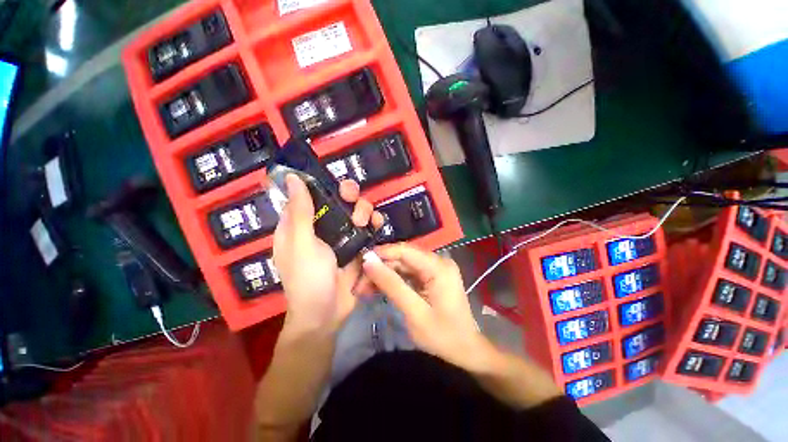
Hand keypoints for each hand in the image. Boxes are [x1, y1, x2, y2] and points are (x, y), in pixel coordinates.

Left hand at [272, 174, 383, 332]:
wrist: (327, 313)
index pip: (310, 194)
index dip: (322, 184)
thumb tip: (291, 177)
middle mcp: (321, 226)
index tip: (334, 183)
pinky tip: (378, 225)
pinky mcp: (357, 245)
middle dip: (349, 196)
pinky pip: (368, 228)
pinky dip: (374, 223)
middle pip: (338, 199)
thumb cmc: (307, 279)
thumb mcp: (301, 244)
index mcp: (300, 224)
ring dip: (364, 209)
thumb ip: (300, 211)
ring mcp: (341, 236)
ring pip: (356, 211)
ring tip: (365, 221)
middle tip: (352, 200)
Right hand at [362, 244, 495, 372]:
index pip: (405, 250)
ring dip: (384, 275)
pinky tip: (378, 288)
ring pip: (403, 264)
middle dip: (380, 267)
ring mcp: (435, 268)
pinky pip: (408, 273)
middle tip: (359, 283)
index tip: (360, 262)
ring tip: (364, 288)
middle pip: (403, 257)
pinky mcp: (432, 276)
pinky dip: (393, 280)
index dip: (381, 253)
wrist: (466, 350)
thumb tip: (368, 261)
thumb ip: (391, 284)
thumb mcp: (414, 312)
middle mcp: (438, 261)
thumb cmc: (443, 336)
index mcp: (438, 267)